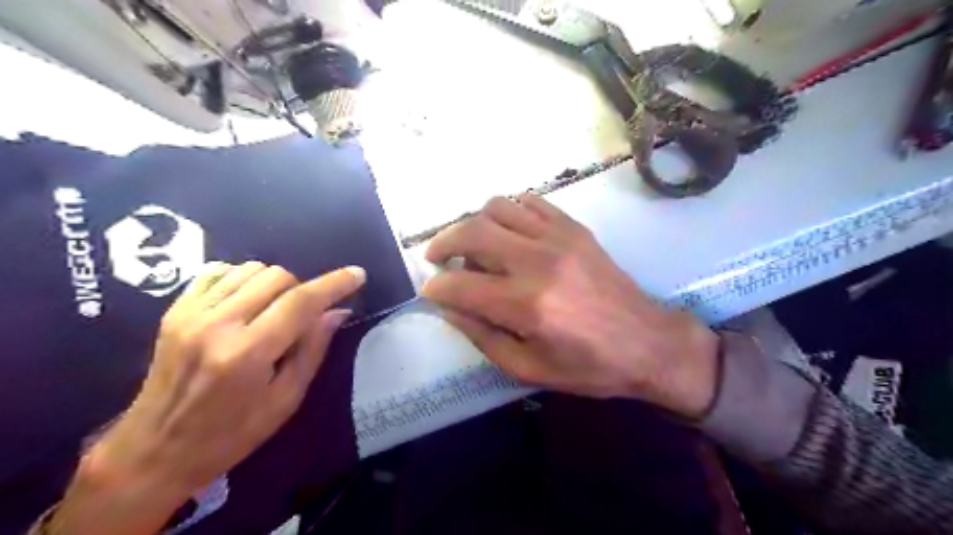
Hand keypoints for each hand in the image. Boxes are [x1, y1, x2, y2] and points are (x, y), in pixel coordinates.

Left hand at [50, 262, 364, 534]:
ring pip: (251, 269)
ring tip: (274, 309)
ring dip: (275, 283)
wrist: (153, 450)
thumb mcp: (285, 401)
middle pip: (277, 276)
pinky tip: (246, 301)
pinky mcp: (175, 310)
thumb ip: (313, 350)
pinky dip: (243, 278)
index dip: (334, 283)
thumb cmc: (231, 434)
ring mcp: (191, 314)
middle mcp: (218, 325)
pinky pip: (219, 271)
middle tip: (304, 315)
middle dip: (302, 289)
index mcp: (248, 354)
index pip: (301, 302)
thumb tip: (338, 311)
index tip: (358, 275)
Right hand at [421, 195, 719, 416]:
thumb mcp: (529, 369)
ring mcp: (559, 238)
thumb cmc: (589, 367)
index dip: (436, 288)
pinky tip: (509, 232)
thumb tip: (450, 309)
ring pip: (497, 207)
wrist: (649, 344)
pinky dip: (509, 212)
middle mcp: (538, 262)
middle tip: (437, 258)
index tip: (430, 291)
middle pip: (473, 231)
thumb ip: (483, 337)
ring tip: (474, 246)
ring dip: (475, 224)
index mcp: (527, 305)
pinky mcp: (574, 228)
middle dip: (443, 243)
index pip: (461, 285)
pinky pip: (530, 202)